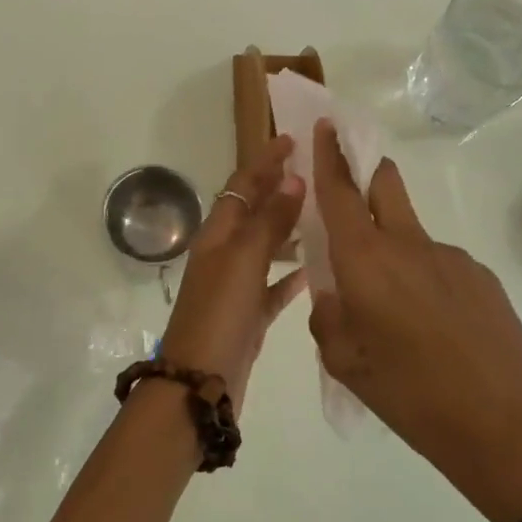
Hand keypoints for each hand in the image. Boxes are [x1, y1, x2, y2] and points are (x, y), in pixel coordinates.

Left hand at [160, 135, 307, 409]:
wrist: (199, 383)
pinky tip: (315, 269)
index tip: (291, 139)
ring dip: (288, 229)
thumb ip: (268, 221)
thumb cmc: (219, 314)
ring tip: (322, 214)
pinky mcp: (249, 314)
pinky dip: (291, 274)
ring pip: (266, 247)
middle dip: (278, 190)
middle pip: (253, 212)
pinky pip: (273, 285)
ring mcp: (235, 286)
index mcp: (217, 235)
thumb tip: (293, 180)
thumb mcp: (244, 261)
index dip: (264, 162)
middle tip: (314, 173)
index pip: (242, 186)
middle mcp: (224, 255)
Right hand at [307, 120, 521, 521]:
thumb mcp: (346, 365)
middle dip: (365, 169)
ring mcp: (452, 258)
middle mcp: (409, 246)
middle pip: (385, 186)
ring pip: (410, 233)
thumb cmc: (413, 399)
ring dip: (392, 246)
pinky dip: (423, 277)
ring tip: (393, 308)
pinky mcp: (483, 277)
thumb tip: (333, 293)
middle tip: (351, 172)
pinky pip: (439, 264)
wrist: (509, 430)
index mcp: (366, 263)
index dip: (329, 157)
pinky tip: (432, 327)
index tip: (325, 125)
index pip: (341, 193)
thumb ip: (328, 318)